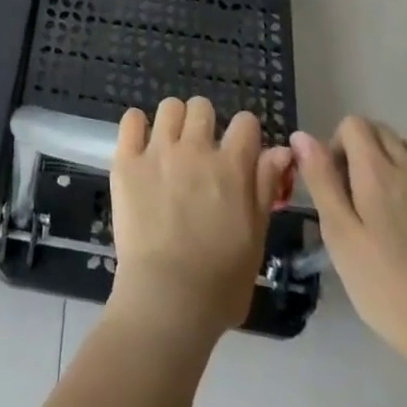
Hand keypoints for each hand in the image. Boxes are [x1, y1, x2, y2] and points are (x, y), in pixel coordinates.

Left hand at [107, 97, 294, 340]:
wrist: (166, 300)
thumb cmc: (220, 282)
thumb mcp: (255, 238)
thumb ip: (264, 188)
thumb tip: (280, 151)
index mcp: (231, 168)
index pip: (245, 122)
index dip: (245, 134)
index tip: (240, 151)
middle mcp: (195, 150)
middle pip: (202, 107)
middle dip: (205, 124)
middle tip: (200, 152)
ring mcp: (158, 152)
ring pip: (169, 107)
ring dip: (174, 122)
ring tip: (170, 147)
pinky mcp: (126, 161)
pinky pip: (130, 120)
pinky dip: (136, 126)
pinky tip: (141, 145)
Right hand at [292, 116, 406, 370]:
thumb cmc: (385, 285)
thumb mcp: (339, 235)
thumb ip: (320, 180)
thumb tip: (301, 136)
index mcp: (376, 170)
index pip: (353, 125)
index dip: (338, 145)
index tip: (336, 182)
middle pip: (383, 130)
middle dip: (364, 148)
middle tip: (358, 192)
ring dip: (402, 153)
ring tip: (394, 189)